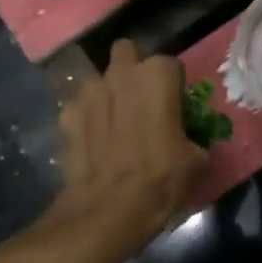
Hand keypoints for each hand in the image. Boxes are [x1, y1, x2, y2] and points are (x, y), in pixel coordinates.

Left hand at [46, 41, 206, 253]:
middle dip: (132, 70)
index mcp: (157, 76)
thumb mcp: (196, 160)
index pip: (170, 66)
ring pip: (98, 79)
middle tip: (140, 100)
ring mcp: (88, 92)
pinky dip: (85, 119)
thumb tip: (187, 138)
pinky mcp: (66, 114)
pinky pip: (78, 108)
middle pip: (127, 53)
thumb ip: (190, 134)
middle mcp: (121, 73)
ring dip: (106, 94)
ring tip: (113, 123)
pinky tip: (92, 142)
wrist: (109, 209)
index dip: (173, 87)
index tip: (174, 108)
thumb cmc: (161, 180)